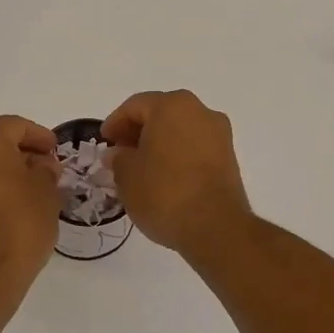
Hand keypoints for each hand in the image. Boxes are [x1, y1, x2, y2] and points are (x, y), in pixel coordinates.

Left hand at [0, 116, 61, 290]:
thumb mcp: (46, 191)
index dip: (40, 137)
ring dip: (4, 168)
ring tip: (32, 186)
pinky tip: (12, 200)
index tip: (56, 151)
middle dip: (21, 151)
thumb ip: (45, 170)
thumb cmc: (20, 221)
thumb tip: (40, 166)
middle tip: (46, 167)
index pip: (16, 126)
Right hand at [101, 91, 252, 256]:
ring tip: (141, 169)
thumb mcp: (126, 175)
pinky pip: (195, 148)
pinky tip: (164, 178)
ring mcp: (219, 135)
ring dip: (159, 144)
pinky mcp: (229, 158)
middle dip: (138, 132)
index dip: (115, 123)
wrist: (215, 226)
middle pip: (161, 114)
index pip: (135, 106)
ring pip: (180, 131)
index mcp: (172, 106)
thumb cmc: (163, 192)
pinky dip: (177, 156)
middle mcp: (200, 112)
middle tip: (120, 154)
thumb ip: (118, 158)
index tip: (104, 142)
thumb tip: (118, 154)